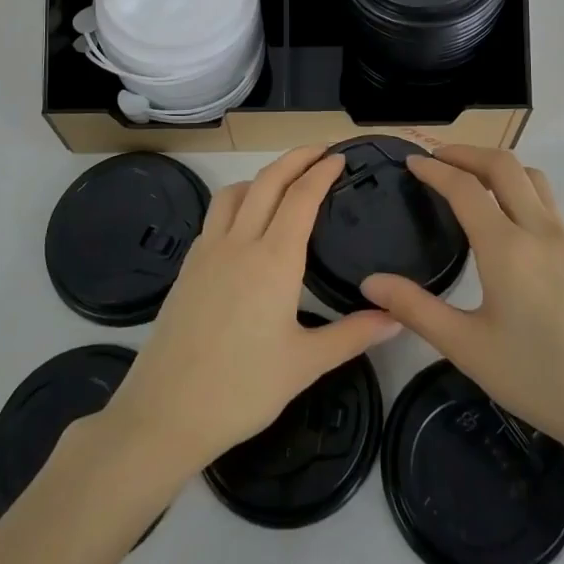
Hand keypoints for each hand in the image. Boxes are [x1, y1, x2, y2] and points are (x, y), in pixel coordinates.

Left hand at [100, 147, 400, 480]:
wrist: (166, 412)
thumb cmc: (242, 389)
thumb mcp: (306, 364)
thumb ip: (353, 335)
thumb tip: (397, 317)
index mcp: (274, 260)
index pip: (301, 197)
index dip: (321, 172)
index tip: (339, 158)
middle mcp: (239, 243)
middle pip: (268, 181)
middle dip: (295, 158)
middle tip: (320, 150)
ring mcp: (208, 251)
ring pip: (236, 192)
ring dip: (262, 176)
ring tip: (283, 181)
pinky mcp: (188, 266)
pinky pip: (215, 215)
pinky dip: (237, 200)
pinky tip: (245, 223)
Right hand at [360, 146, 563, 465]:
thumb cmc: (538, 379)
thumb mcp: (467, 348)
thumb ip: (416, 309)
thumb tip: (370, 283)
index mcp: (506, 247)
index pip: (465, 187)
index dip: (434, 169)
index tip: (410, 161)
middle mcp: (538, 230)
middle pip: (503, 164)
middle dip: (466, 152)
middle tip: (436, 160)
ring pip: (531, 176)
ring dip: (496, 165)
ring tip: (469, 179)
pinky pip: (545, 198)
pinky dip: (518, 185)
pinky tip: (504, 216)